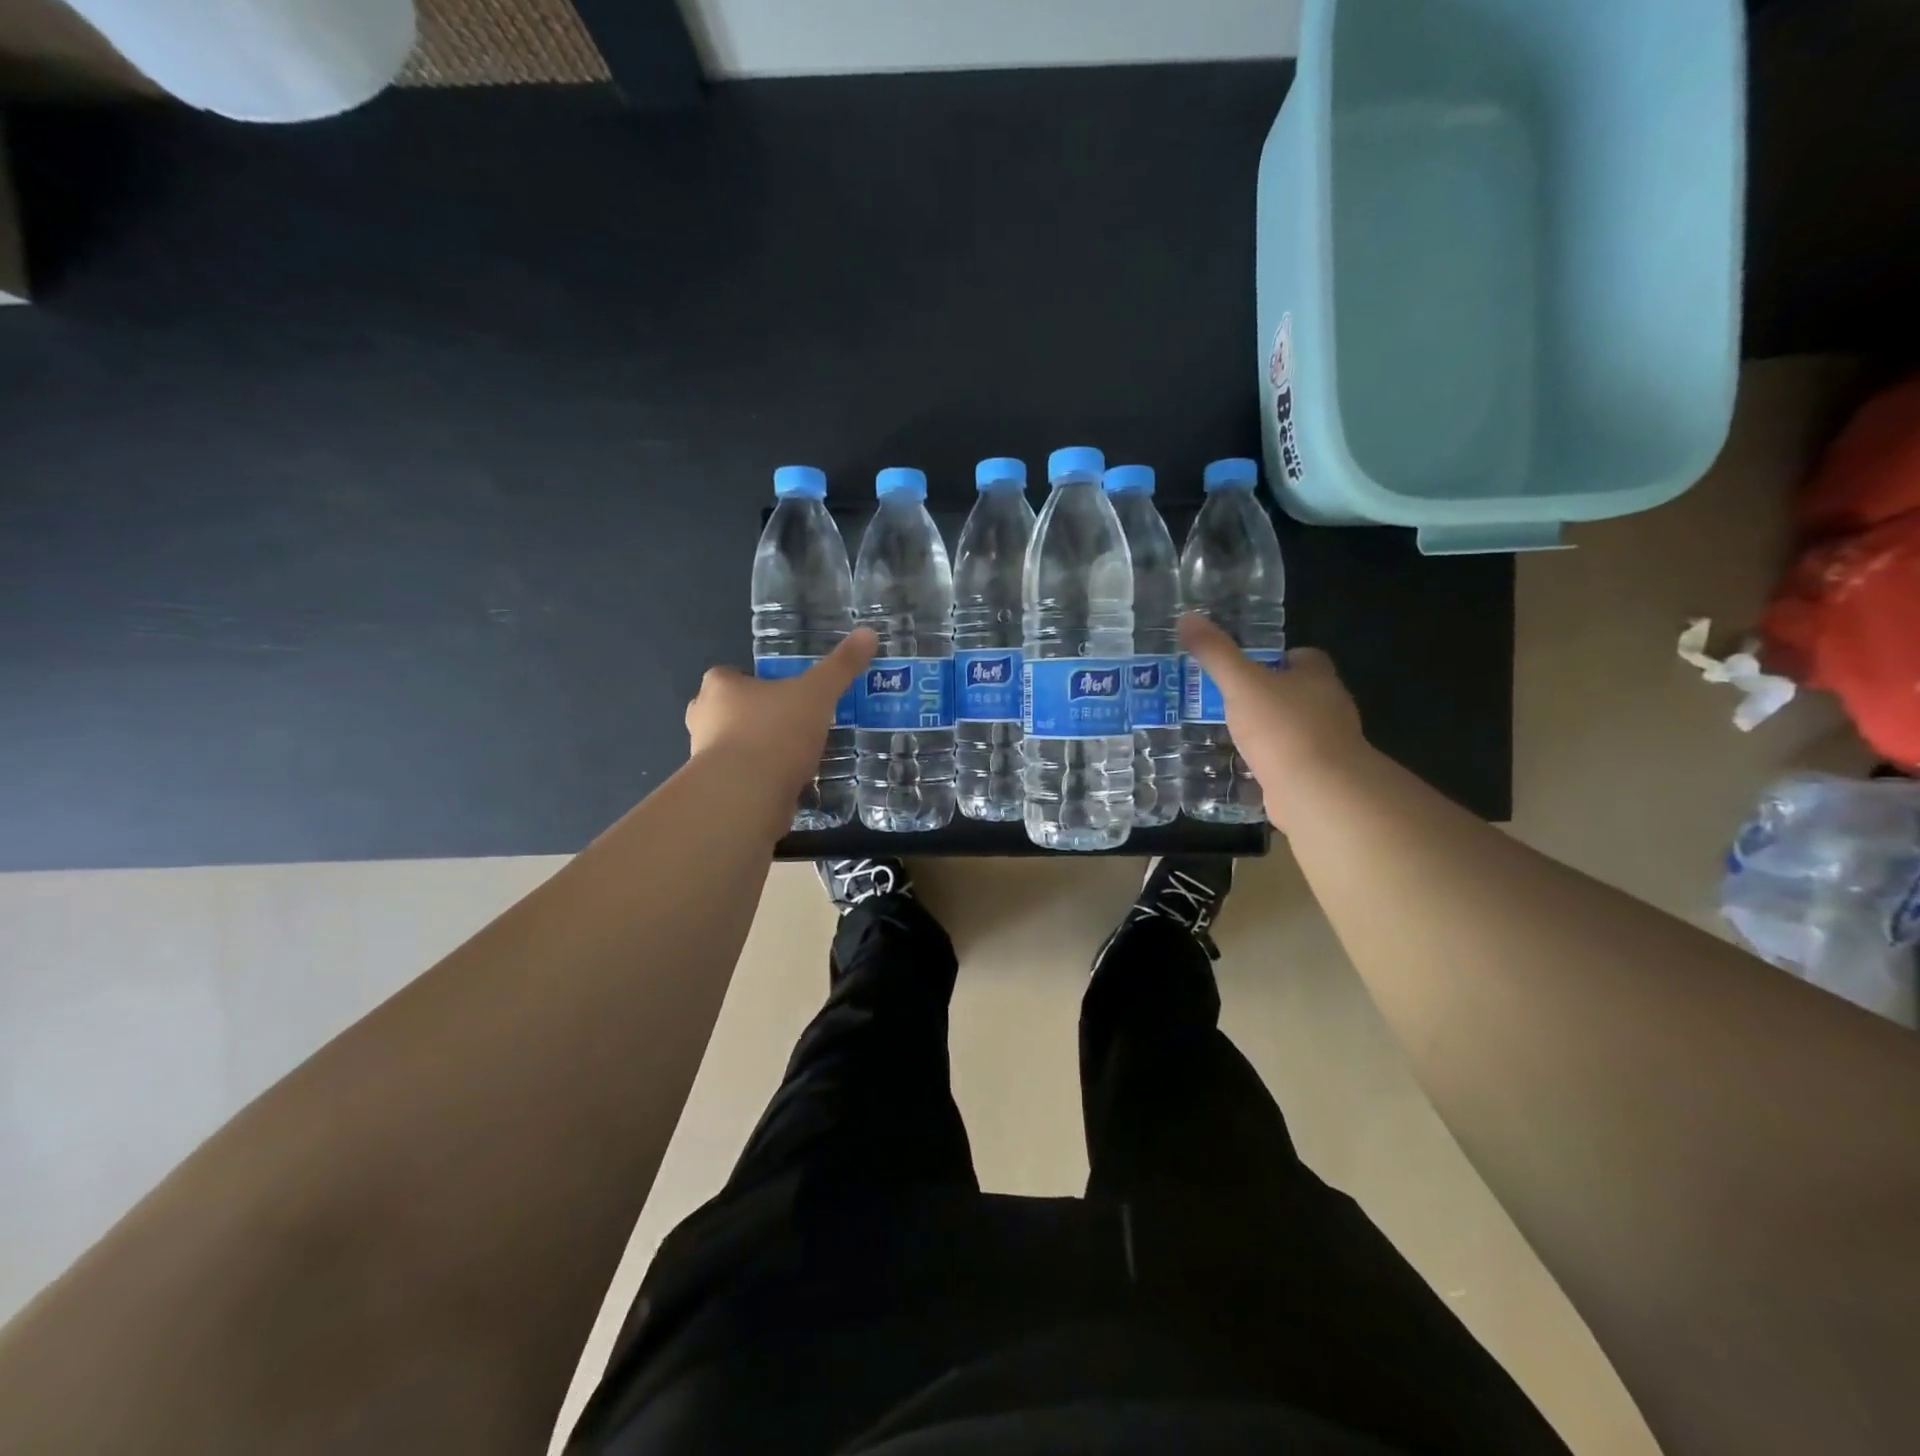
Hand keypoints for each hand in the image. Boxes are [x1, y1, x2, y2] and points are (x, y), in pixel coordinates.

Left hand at [685, 628, 876, 797]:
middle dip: (756, 717)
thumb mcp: (817, 693)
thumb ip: (841, 666)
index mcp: (719, 687)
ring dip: (760, 751)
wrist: (746, 796)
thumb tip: (868, 633)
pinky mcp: (718, 792)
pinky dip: (763, 780)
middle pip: (730, 712)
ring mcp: (705, 759)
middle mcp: (703, 719)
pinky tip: (792, 785)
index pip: (730, 675)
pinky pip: (744, 779)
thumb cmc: (775, 732)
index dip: (756, 681)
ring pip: (735, 747)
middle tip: (792, 723)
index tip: (783, 692)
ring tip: (798, 756)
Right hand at [1177, 614, 1367, 832]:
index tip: (1251, 665)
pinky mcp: (1318, 777)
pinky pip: (1290, 761)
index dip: (1280, 658)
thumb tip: (1186, 617)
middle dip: (1271, 694)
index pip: (1306, 657)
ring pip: (1295, 728)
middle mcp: (1329, 707)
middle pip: (1301, 692)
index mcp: (1318, 678)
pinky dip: (1271, 761)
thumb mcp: (1241, 684)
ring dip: (1270, 730)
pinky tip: (1244, 766)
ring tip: (1231, 732)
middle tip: (1231, 698)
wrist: (1317, 792)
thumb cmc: (1283, 728)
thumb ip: (1216, 653)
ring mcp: (1327, 745)